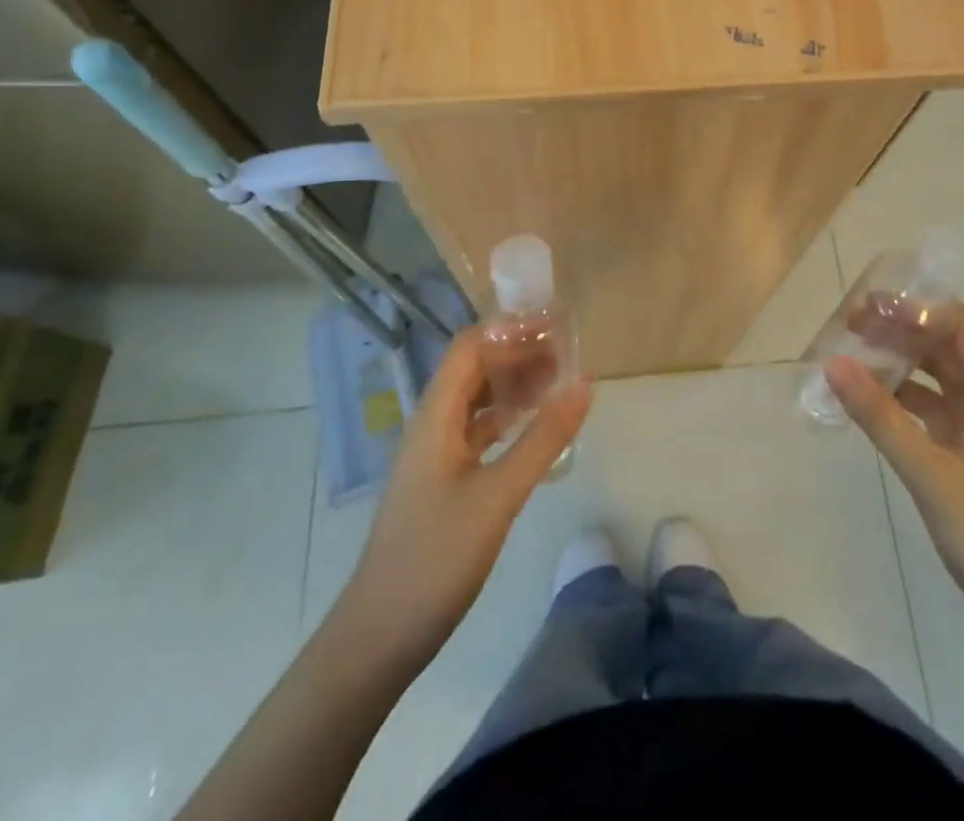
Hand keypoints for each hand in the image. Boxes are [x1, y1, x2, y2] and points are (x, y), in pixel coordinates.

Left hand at [336, 328, 590, 673]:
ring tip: (562, 379)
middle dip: (519, 353)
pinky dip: (510, 419)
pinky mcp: (445, 481)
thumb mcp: (497, 496)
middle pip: (475, 369)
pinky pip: (480, 432)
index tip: (555, 326)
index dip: (510, 330)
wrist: (379, 637)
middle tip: (569, 351)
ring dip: (516, 384)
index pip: (470, 347)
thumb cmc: (434, 559)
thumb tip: (584, 384)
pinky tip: (538, 425)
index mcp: (435, 417)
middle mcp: (433, 425)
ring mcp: (437, 454)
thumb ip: (542, 439)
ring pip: (479, 400)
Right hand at [826, 307, 963, 668]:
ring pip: (937, 377)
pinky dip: (901, 398)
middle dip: (902, 330)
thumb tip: (833, 363)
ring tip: (852, 354)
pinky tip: (868, 400)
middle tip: (851, 325)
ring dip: (900, 363)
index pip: (962, 326)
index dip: (919, 310)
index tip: (871, 306)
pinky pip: (931, 410)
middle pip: (947, 346)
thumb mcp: (930, 474)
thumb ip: (880, 417)